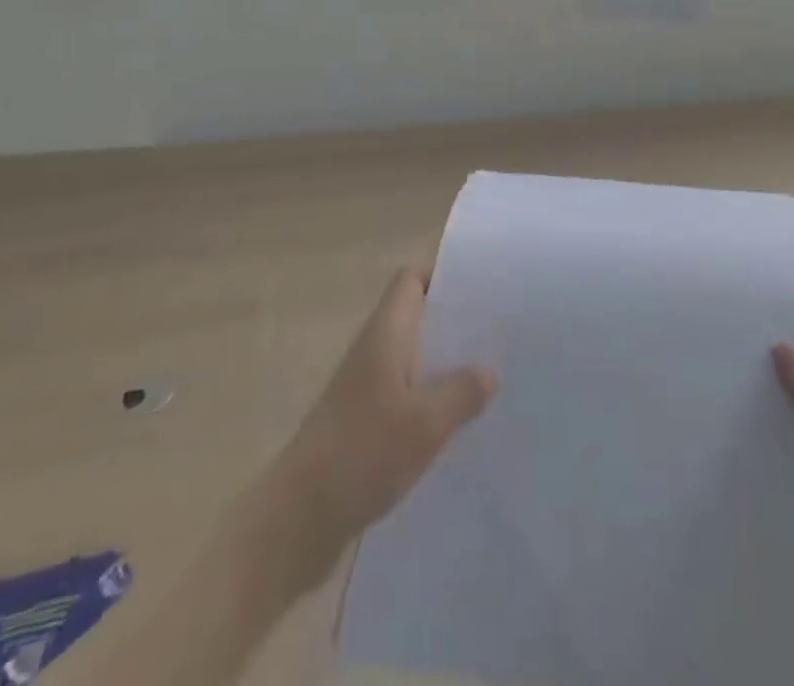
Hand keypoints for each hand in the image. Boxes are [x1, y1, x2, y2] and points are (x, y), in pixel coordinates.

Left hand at [273, 267, 496, 581]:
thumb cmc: (362, 453)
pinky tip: (455, 425)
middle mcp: (373, 350)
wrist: (297, 518)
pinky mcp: (362, 422)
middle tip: (496, 335)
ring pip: (412, 357)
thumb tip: (489, 370)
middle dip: (453, 323)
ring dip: (443, 364)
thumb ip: (461, 392)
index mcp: (386, 333)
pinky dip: (428, 399)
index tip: (479, 290)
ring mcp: (364, 387)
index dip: (442, 276)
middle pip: (416, 316)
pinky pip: (403, 394)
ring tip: (487, 378)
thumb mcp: (425, 423)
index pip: (411, 280)